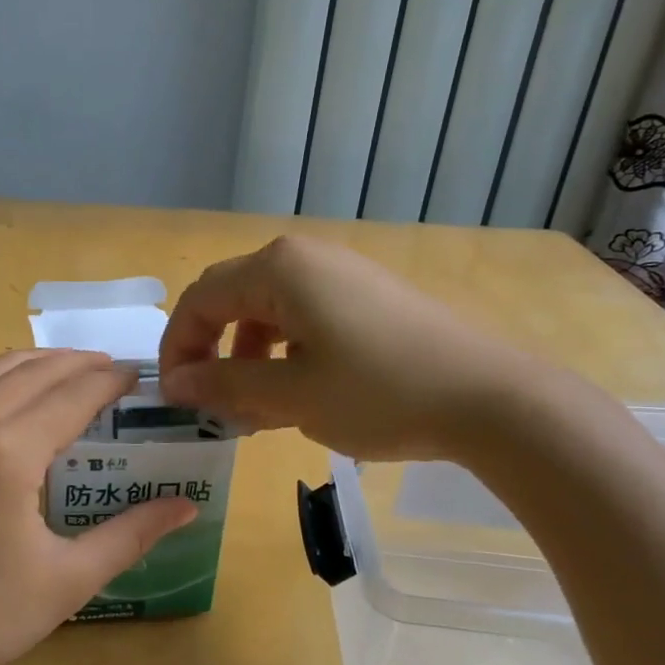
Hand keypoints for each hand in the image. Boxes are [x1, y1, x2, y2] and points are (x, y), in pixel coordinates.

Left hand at [0, 350, 196, 664]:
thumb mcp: (67, 581)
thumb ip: (131, 534)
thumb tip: (187, 506)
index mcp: (7, 451)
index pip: (72, 395)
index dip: (109, 381)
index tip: (137, 375)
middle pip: (33, 371)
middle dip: (77, 364)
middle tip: (111, 369)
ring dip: (35, 363)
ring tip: (68, 370)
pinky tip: (8, 395)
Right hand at [158, 236, 544, 460]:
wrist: (491, 398)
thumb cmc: (379, 392)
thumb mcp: (291, 396)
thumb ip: (224, 384)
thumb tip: (175, 383)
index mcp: (278, 268)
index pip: (201, 299)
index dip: (178, 347)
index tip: (174, 396)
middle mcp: (304, 257)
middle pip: (232, 297)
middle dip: (212, 350)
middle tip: (210, 402)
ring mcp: (340, 273)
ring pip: (267, 309)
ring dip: (247, 355)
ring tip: (253, 407)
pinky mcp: (367, 295)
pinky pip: (303, 315)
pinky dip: (283, 351)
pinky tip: (298, 391)